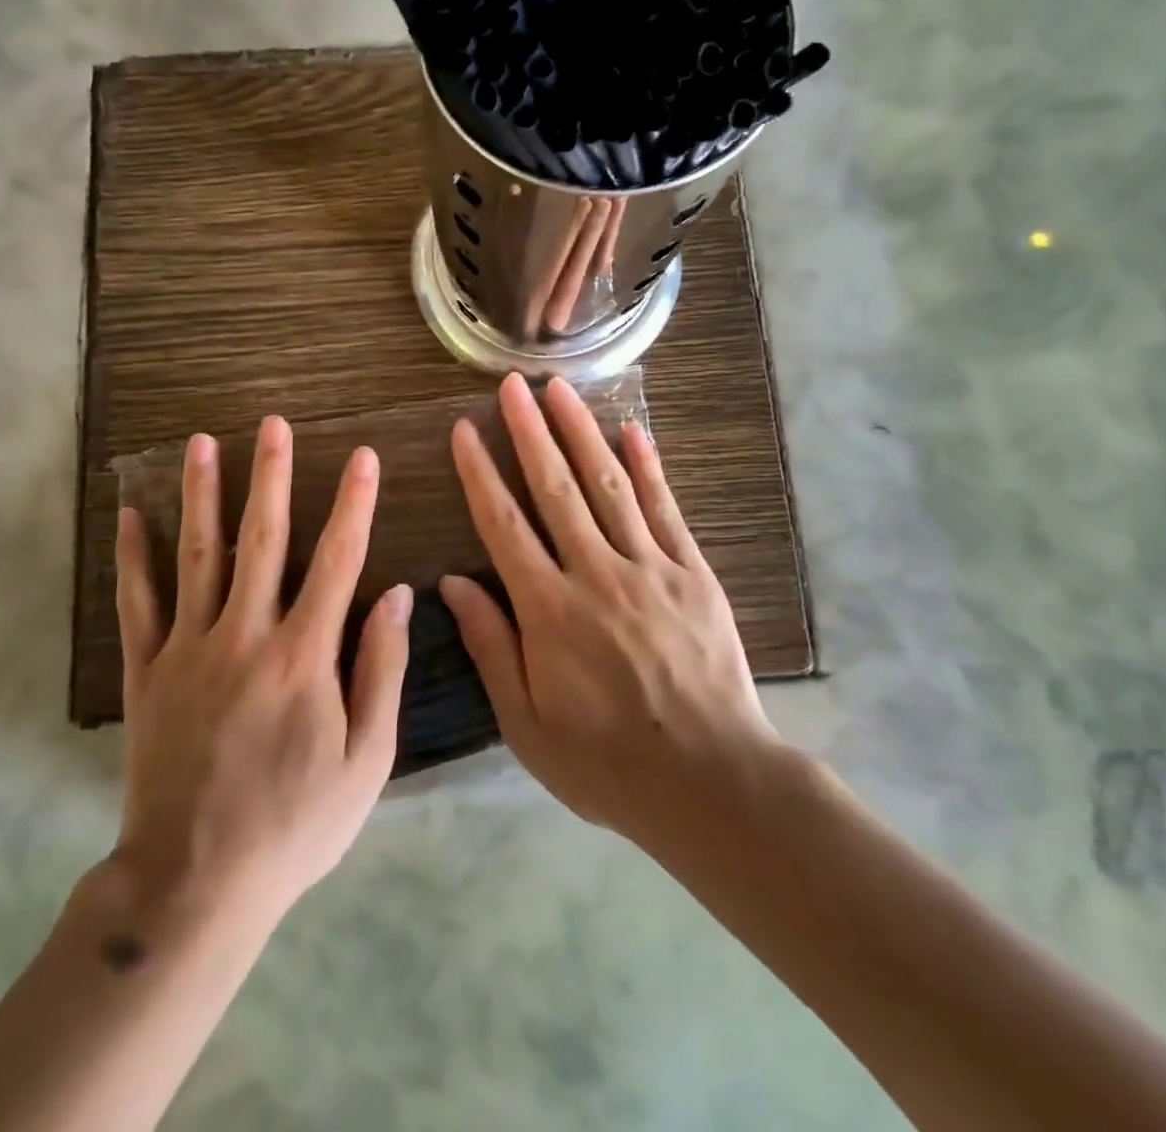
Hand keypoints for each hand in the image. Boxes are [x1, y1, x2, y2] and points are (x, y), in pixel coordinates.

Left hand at [113, 417, 409, 925]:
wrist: (194, 882)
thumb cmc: (295, 824)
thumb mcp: (366, 760)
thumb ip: (382, 670)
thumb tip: (400, 596)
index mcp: (303, 655)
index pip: (338, 560)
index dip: (353, 504)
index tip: (362, 457)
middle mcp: (245, 635)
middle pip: (262, 539)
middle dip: (272, 475)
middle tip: (272, 423)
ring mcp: (188, 649)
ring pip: (197, 554)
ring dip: (203, 494)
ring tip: (204, 442)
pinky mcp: (147, 671)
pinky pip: (137, 602)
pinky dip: (133, 556)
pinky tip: (131, 513)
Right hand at [442, 375, 778, 848]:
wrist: (712, 782)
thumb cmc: (606, 761)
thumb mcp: (527, 723)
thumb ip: (491, 646)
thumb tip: (453, 582)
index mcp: (549, 610)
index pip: (503, 524)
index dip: (480, 472)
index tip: (465, 430)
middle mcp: (596, 574)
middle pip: (555, 488)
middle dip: (529, 431)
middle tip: (512, 384)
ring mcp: (650, 568)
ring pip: (608, 486)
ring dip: (581, 432)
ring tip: (560, 390)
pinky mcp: (693, 574)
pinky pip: (666, 510)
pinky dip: (648, 468)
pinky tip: (633, 431)